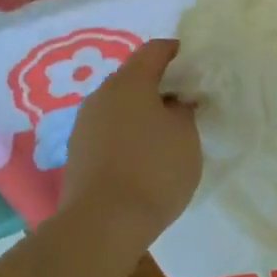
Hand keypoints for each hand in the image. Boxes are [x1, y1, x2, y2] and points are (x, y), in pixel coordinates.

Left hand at [60, 40, 201, 244]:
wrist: (101, 227)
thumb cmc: (152, 170)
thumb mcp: (186, 134)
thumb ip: (184, 108)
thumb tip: (175, 102)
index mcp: (129, 81)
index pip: (156, 49)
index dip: (180, 54)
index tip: (199, 71)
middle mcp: (101, 94)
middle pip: (135, 76)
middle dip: (161, 85)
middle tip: (187, 104)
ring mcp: (84, 124)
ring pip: (120, 104)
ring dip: (143, 112)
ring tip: (167, 135)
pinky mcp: (78, 153)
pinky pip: (109, 129)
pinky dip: (128, 133)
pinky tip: (144, 157)